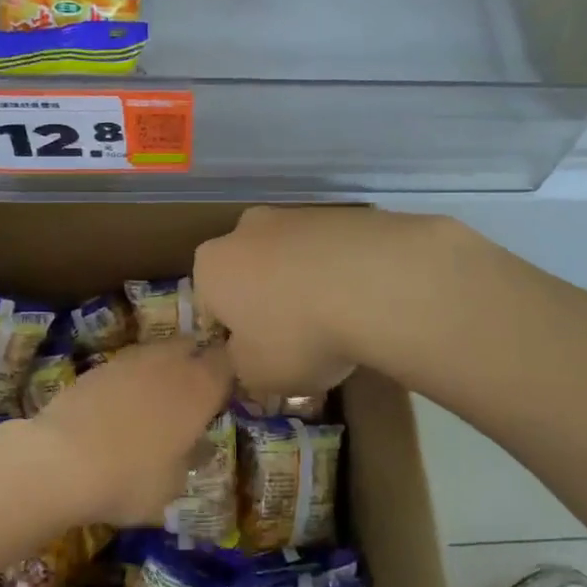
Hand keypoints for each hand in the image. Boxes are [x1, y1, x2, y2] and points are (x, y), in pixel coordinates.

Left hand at [27, 341, 233, 526]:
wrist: (60, 461)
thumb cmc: (129, 479)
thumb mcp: (172, 486)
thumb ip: (190, 459)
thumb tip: (197, 446)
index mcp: (200, 388)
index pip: (227, 363)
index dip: (228, 373)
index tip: (224, 391)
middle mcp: (171, 363)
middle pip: (192, 347)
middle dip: (194, 362)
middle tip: (191, 392)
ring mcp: (133, 359)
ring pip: (158, 352)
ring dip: (162, 368)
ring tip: (153, 399)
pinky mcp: (100, 365)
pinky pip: (127, 365)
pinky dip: (130, 379)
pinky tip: (120, 405)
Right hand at [194, 206, 452, 396]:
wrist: (377, 283)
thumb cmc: (298, 334)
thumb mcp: (257, 374)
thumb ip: (241, 364)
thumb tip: (246, 354)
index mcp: (212, 265)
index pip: (210, 306)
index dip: (231, 337)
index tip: (257, 358)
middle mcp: (247, 229)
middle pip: (249, 273)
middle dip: (266, 301)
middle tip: (296, 340)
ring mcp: (297, 214)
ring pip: (291, 258)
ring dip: (304, 284)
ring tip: (337, 322)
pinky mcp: (343, 212)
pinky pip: (332, 251)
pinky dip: (340, 271)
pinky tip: (363, 299)